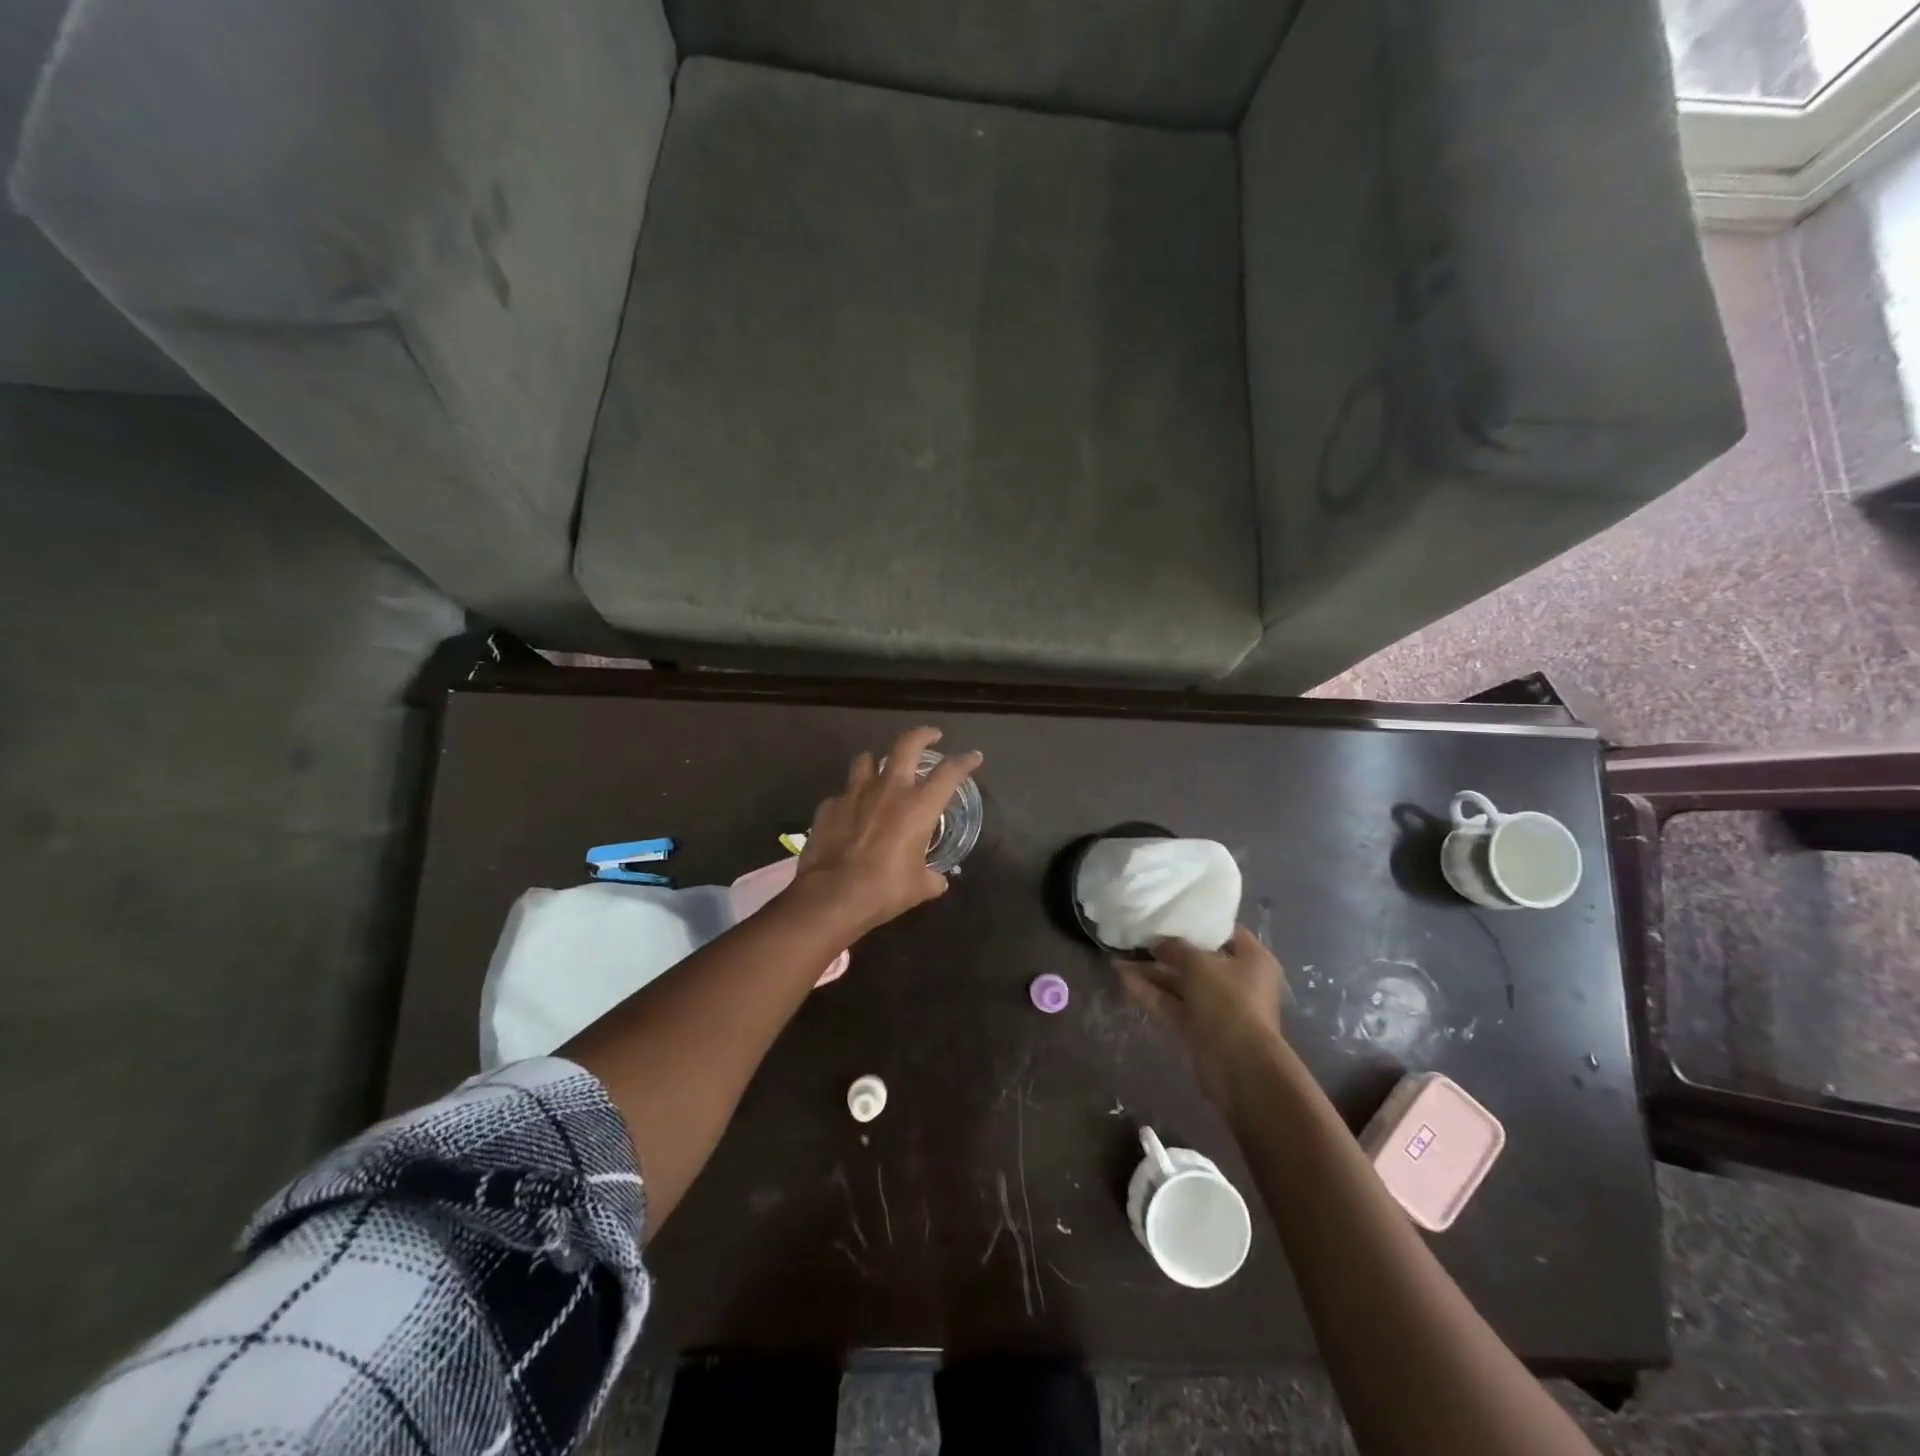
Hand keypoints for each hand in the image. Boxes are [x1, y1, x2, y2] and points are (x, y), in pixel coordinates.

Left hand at [795, 726, 982, 936]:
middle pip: (907, 745)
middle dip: (922, 735)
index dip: (965, 761)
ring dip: (877, 760)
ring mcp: (855, 793)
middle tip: (931, 735)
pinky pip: (843, 793)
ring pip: (867, 759)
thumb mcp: (919, 887)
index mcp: (919, 806)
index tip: (973, 757)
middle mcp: (889, 789)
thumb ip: (932, 878)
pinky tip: (851, 812)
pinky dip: (851, 798)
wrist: (832, 895)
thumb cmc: (885, 889)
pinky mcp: (829, 806)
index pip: (949, 772)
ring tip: (881, 768)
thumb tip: (938, 881)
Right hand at [1118, 926, 1287, 1106]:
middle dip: (1166, 950)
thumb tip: (1157, 942)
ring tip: (1119, 957)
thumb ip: (1175, 948)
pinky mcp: (1197, 1027)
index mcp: (1252, 960)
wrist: (1238, 1065)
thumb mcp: (1199, 964)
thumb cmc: (1228, 1001)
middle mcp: (1236, 981)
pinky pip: (1171, 1003)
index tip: (1171, 913)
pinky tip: (1123, 977)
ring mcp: (1215, 1006)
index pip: (1225, 932)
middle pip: (1198, 959)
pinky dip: (1149, 992)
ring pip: (1180, 983)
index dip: (1198, 922)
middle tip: (1137, 936)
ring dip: (1151, 971)